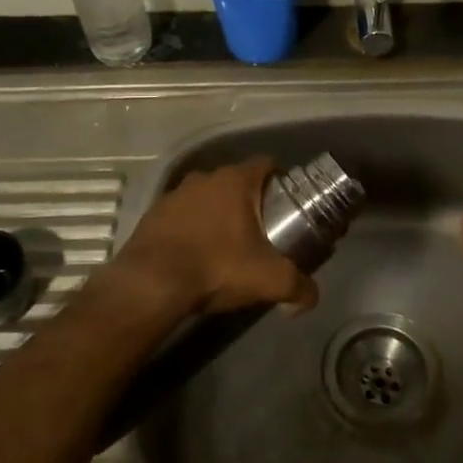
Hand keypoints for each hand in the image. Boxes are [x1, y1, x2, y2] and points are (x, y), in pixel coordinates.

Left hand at [113, 158, 318, 318]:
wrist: (150, 284)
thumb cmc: (216, 267)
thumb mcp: (268, 280)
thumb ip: (297, 286)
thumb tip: (312, 298)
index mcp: (234, 181)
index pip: (265, 164)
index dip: (279, 179)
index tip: (287, 202)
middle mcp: (203, 178)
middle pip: (235, 182)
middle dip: (248, 202)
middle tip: (261, 230)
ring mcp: (173, 194)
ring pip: (205, 198)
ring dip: (216, 215)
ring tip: (226, 245)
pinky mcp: (151, 215)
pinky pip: (180, 216)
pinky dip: (190, 229)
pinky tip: (194, 255)